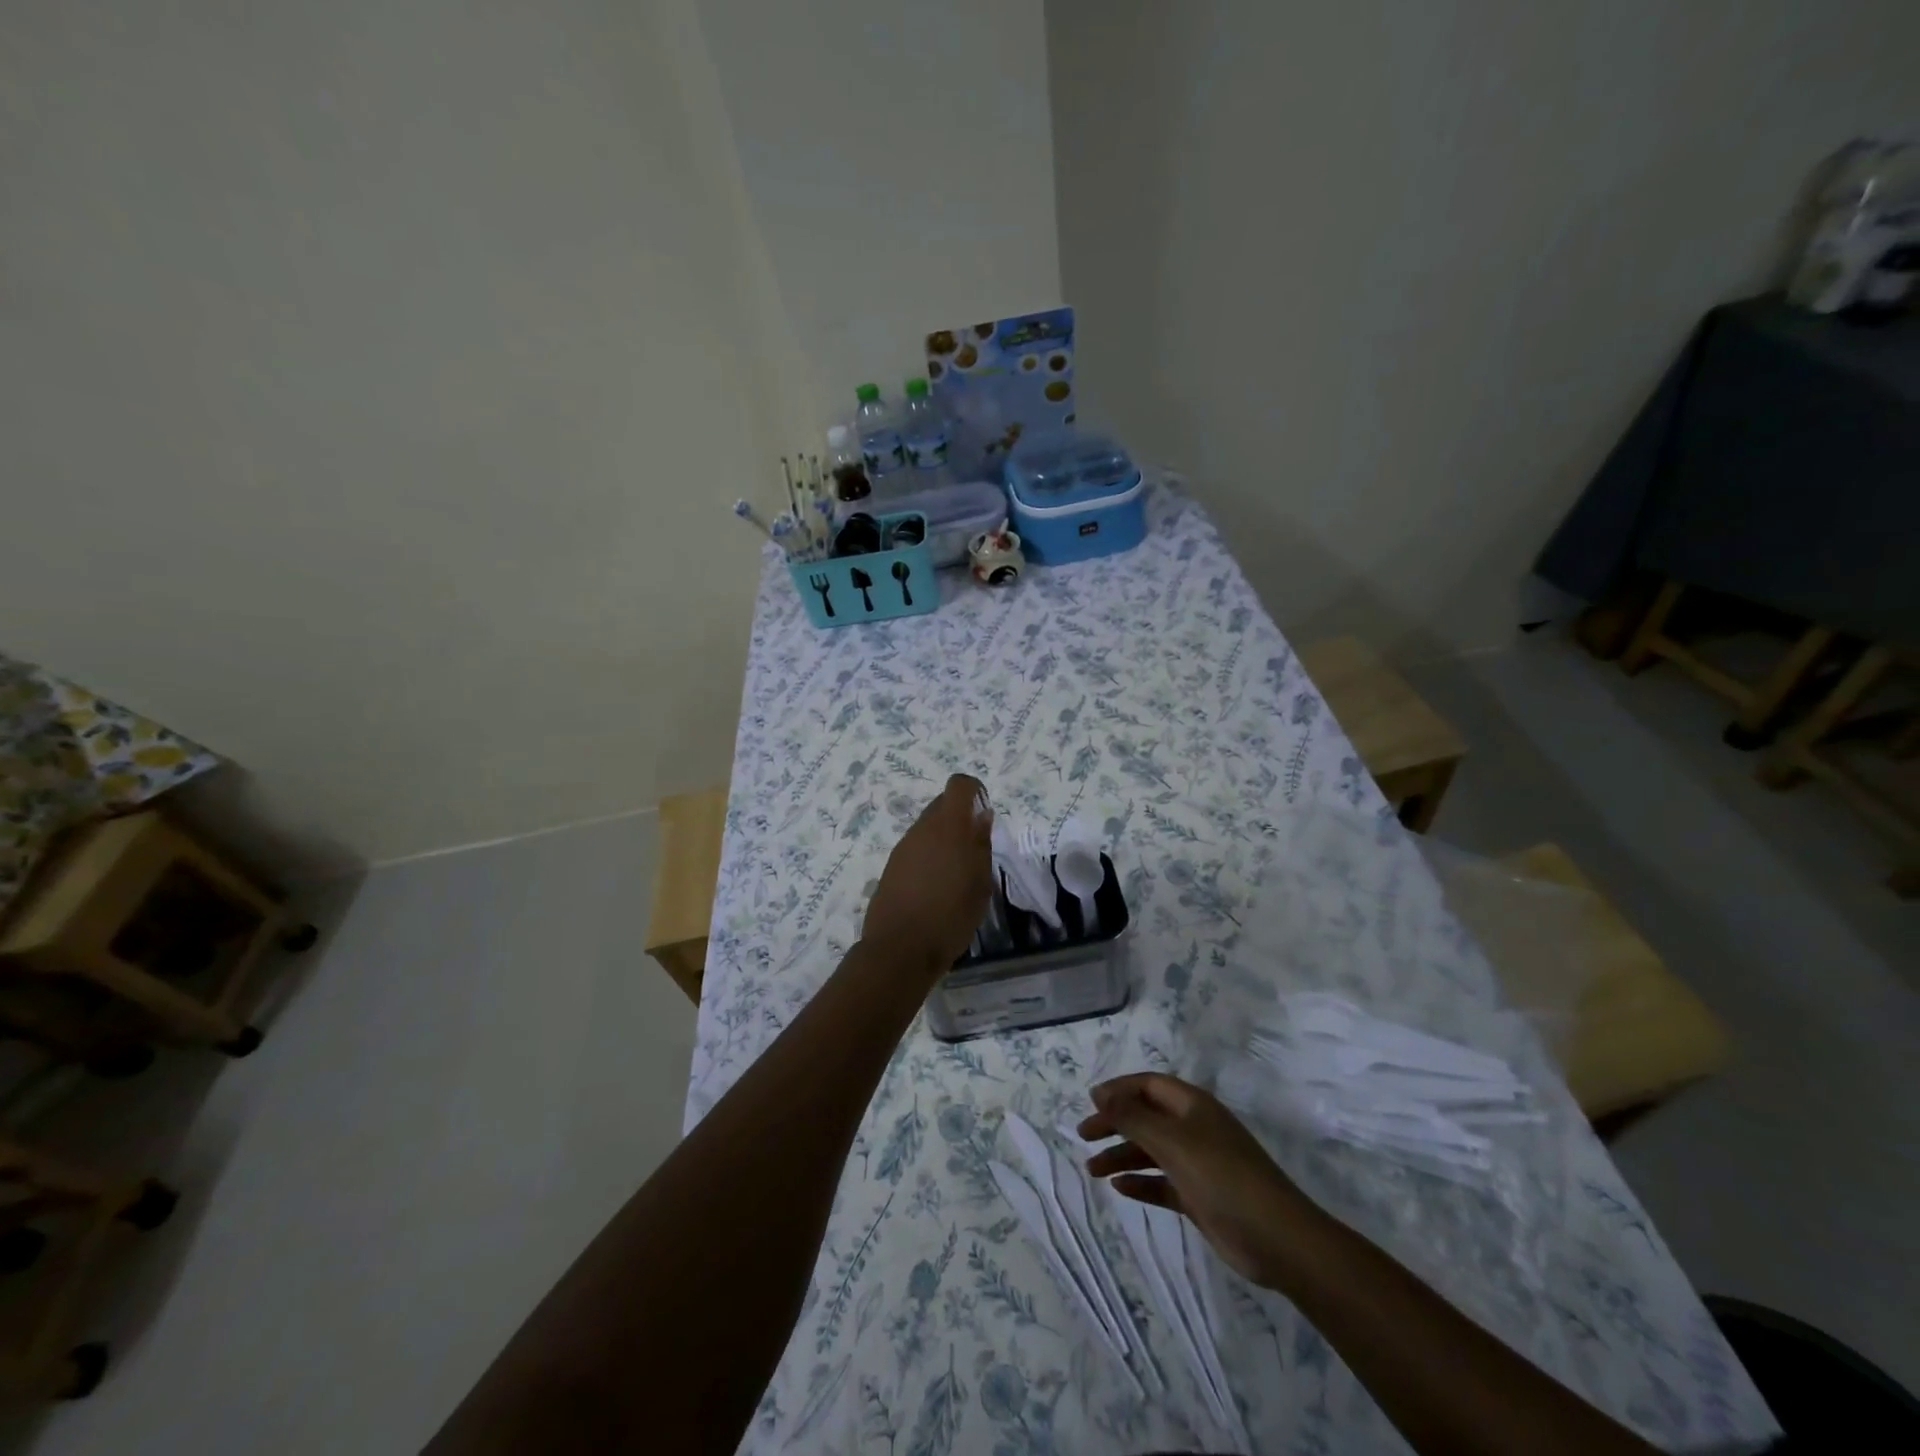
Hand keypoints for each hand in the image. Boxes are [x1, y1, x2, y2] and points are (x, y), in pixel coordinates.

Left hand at [862, 774, 993, 978]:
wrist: (900, 949)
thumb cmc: (951, 916)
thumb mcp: (980, 883)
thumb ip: (981, 845)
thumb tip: (981, 815)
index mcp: (948, 827)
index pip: (959, 785)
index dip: (974, 791)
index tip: (984, 814)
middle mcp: (922, 829)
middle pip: (942, 806)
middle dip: (960, 817)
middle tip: (975, 849)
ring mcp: (903, 847)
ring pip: (927, 828)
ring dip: (944, 839)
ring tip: (957, 874)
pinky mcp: (891, 866)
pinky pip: (915, 849)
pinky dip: (929, 857)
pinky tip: (936, 887)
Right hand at [1079, 1072, 1317, 1288]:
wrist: (1278, 1238)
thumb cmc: (1222, 1177)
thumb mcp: (1172, 1141)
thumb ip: (1133, 1117)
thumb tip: (1100, 1093)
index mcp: (1192, 1105)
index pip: (1148, 1084)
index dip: (1118, 1090)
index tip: (1090, 1104)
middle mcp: (1194, 1128)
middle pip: (1146, 1116)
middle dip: (1115, 1123)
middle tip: (1083, 1136)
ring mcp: (1199, 1163)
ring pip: (1151, 1151)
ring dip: (1122, 1156)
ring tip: (1092, 1170)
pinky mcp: (1200, 1196)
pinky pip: (1163, 1183)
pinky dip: (1141, 1183)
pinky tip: (1119, 1188)